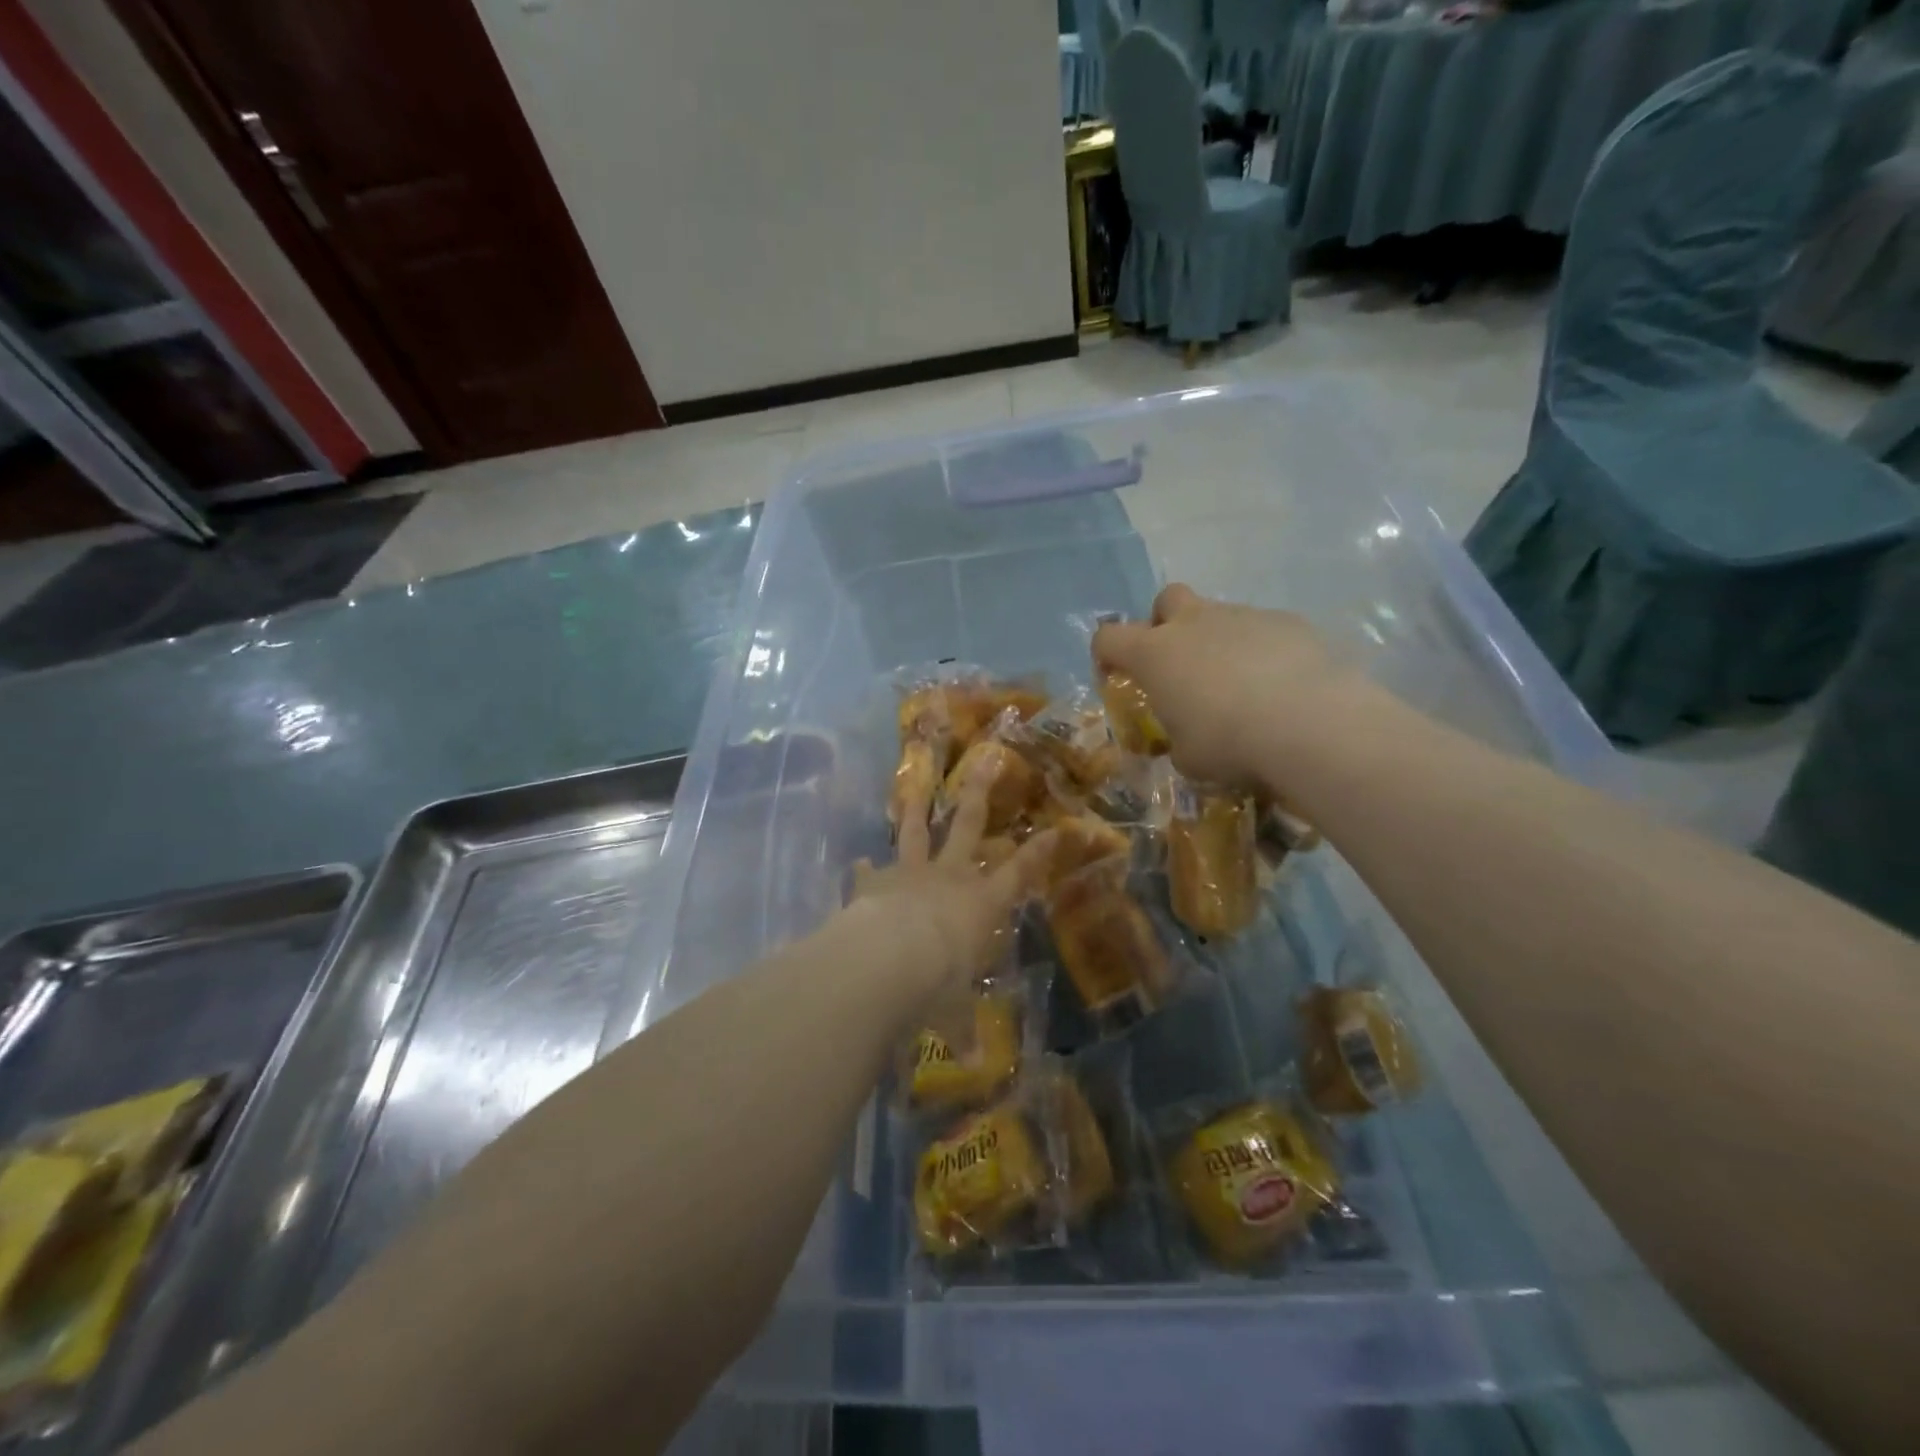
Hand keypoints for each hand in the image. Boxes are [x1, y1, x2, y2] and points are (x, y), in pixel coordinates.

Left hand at [845, 754, 1054, 1009]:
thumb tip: (970, 1062)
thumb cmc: (935, 986)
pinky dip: (865, 868)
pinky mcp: (873, 882)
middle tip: (987, 761)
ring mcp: (910, 874)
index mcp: (980, 904)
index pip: (1019, 873)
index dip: (1039, 852)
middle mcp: (949, 878)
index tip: (1057, 827)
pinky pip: (869, 871)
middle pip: (969, 827)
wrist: (885, 962)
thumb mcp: (952, 1012)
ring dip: (917, 808)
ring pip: (917, 832)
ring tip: (916, 785)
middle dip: (980, 794)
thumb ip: (961, 1029)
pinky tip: (858, 860)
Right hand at [1093, 583, 1377, 792]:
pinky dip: (1264, 653)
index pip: (1109, 637)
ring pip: (1221, 616)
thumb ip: (1178, 740)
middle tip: (1180, 663)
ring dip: (1220, 643)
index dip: (1106, 655)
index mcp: (1155, 654)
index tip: (1116, 677)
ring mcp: (1244, 617)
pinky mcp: (1288, 622)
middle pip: (1168, 599)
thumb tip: (1187, 741)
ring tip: (1243, 688)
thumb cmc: (1229, 742)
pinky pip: (1264, 631)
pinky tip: (1282, 688)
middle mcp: (1194, 623)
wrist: (1310, 724)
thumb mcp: (1188, 757)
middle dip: (1167, 623)